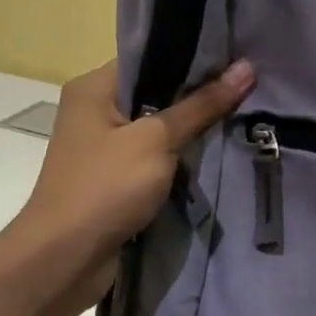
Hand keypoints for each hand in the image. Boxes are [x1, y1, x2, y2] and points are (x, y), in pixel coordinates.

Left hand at [12, 58, 254, 290]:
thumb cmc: (105, 187)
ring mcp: (105, 149)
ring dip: (192, 132)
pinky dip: (181, 160)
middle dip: (199, 96)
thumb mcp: (157, 140)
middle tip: (249, 90)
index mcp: (94, 88)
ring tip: (242, 118)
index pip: (149, 57)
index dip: (193, 57)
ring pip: (159, 129)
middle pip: (157, 93)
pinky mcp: (116, 180)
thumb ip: (201, 106)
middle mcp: (96, 112)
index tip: (237, 58)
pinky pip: (156, 159)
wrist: (66, 258)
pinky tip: (216, 155)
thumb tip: (247, 68)